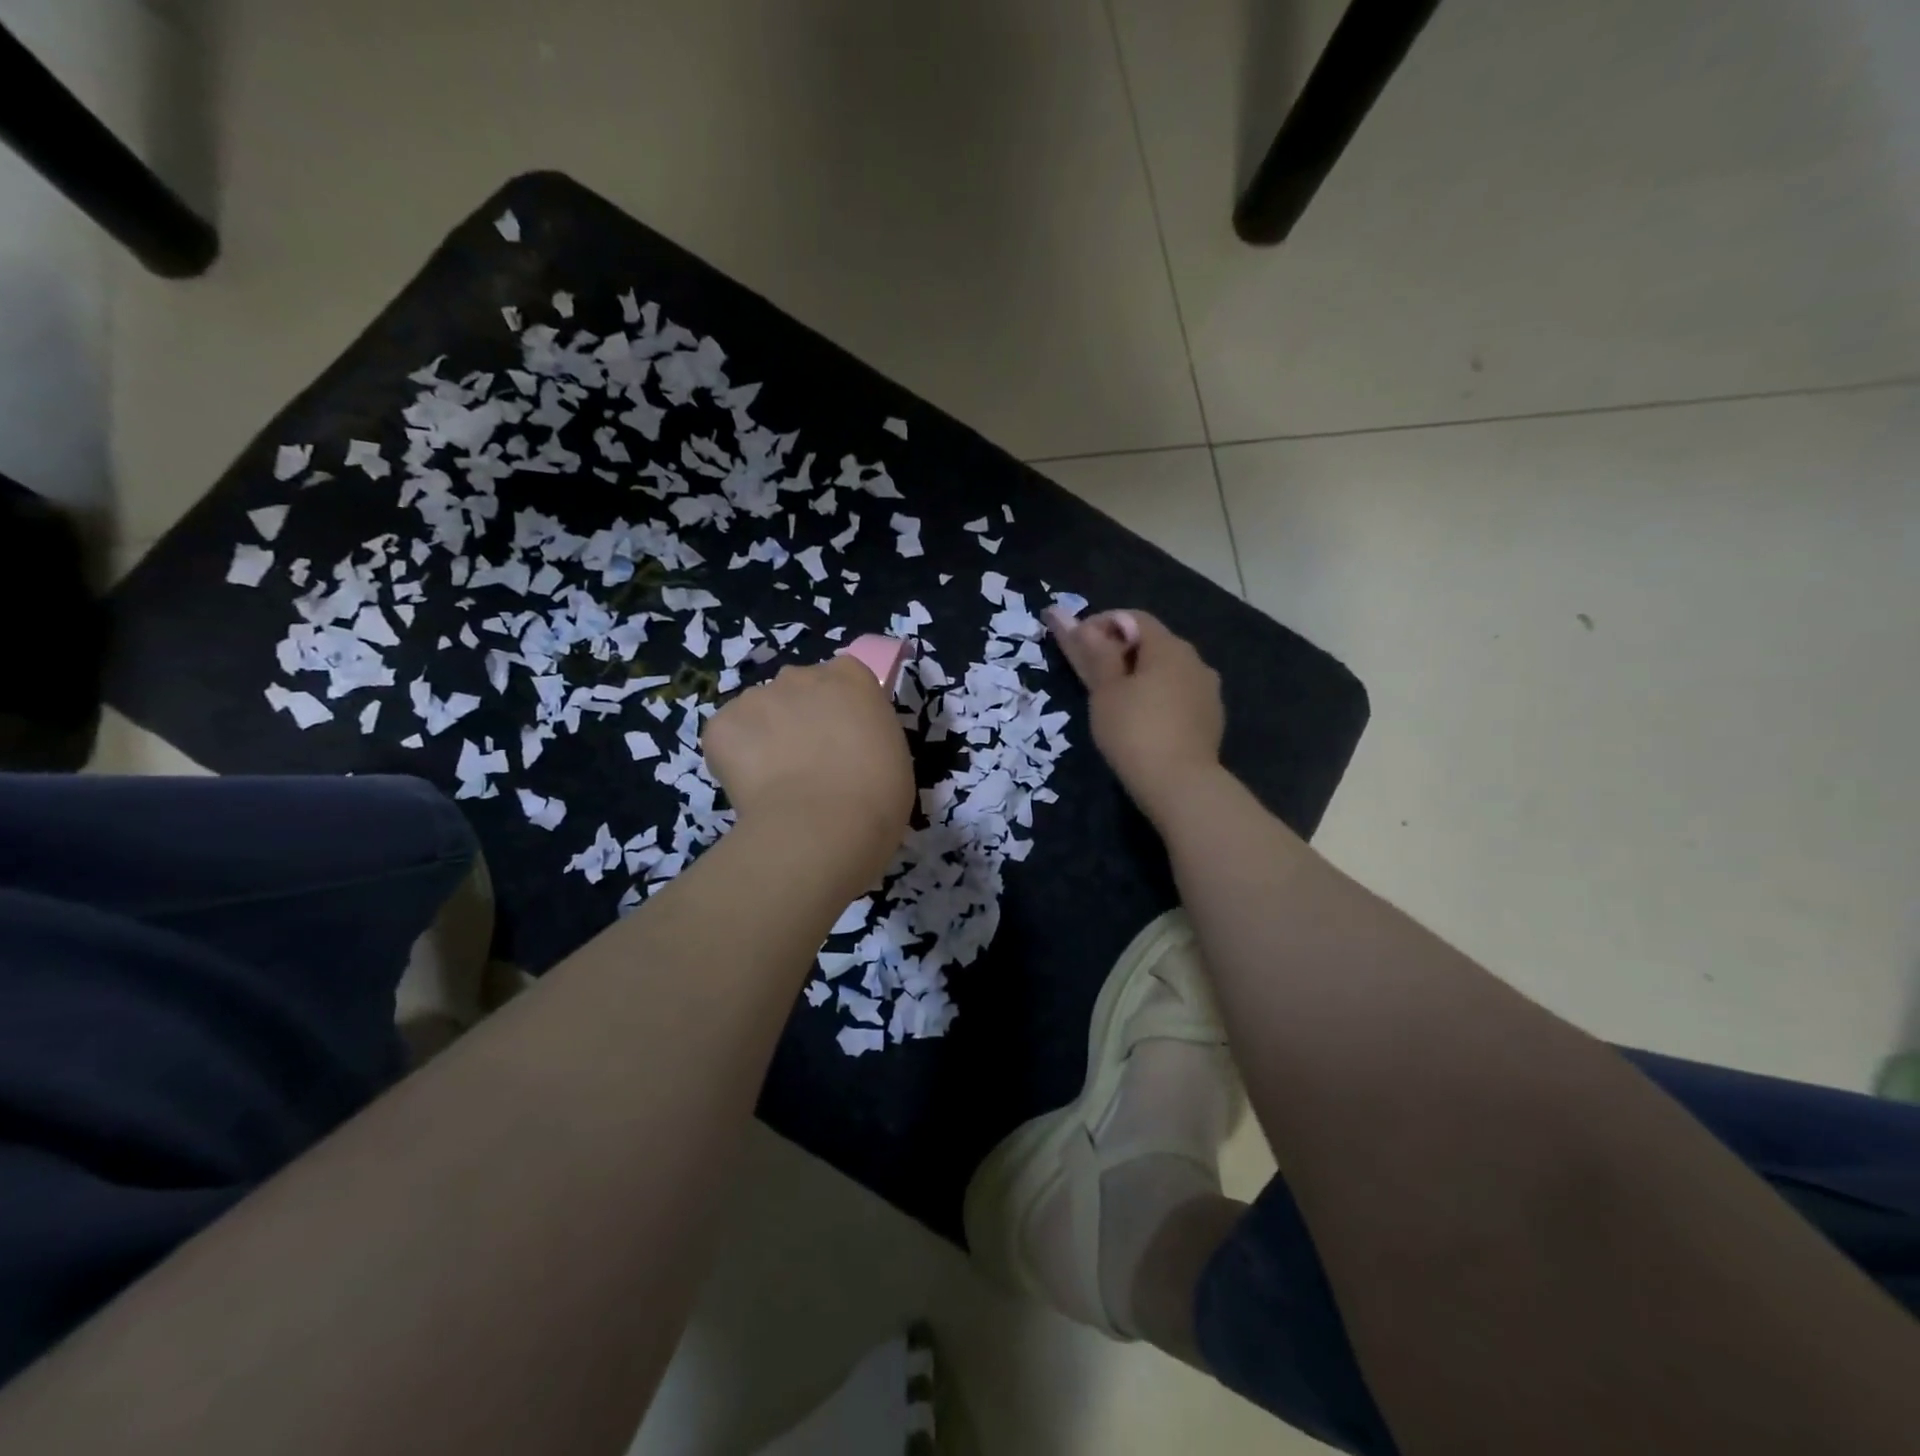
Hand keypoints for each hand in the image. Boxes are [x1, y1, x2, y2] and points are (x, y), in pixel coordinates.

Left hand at [702, 656, 913, 888]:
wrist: (824, 825)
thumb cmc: (876, 794)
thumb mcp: (891, 753)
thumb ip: (865, 734)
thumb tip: (845, 749)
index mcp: (850, 677)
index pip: (842, 678)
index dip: (838, 710)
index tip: (842, 740)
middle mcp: (801, 675)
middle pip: (796, 690)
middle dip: (798, 718)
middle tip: (809, 763)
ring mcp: (757, 696)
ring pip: (758, 713)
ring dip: (764, 737)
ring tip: (777, 783)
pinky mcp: (722, 724)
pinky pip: (726, 737)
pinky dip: (734, 760)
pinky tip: (753, 790)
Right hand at [1050, 608, 1223, 825]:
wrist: (1180, 785)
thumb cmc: (1134, 731)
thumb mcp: (1105, 691)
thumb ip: (1092, 652)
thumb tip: (1068, 616)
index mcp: (1169, 647)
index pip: (1132, 618)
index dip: (1102, 624)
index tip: (1077, 646)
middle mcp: (1195, 660)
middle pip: (1152, 643)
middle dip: (1121, 651)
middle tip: (1092, 676)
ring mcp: (1207, 690)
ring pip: (1167, 671)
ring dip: (1140, 675)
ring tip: (1115, 701)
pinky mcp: (1211, 718)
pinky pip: (1179, 695)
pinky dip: (1157, 697)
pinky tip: (1143, 721)